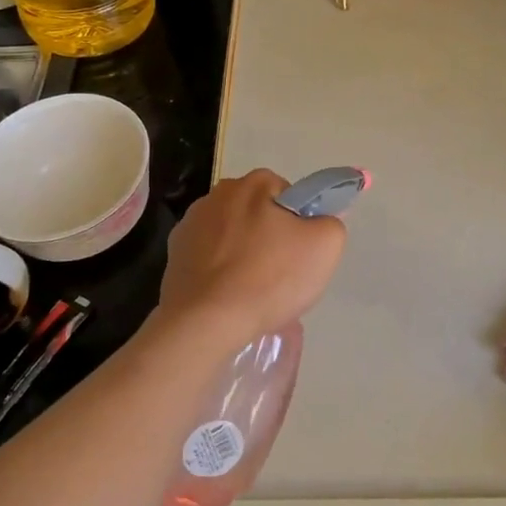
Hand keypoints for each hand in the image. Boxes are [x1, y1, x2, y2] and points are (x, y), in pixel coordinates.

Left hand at [156, 169, 347, 347]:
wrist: (206, 322)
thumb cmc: (270, 278)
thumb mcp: (325, 246)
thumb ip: (330, 223)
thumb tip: (319, 222)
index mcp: (253, 184)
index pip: (288, 194)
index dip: (299, 223)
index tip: (299, 252)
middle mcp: (217, 194)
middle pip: (258, 214)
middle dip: (270, 238)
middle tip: (281, 275)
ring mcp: (190, 224)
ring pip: (232, 236)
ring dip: (244, 255)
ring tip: (253, 292)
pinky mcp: (174, 255)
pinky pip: (209, 259)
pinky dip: (220, 273)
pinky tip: (229, 298)